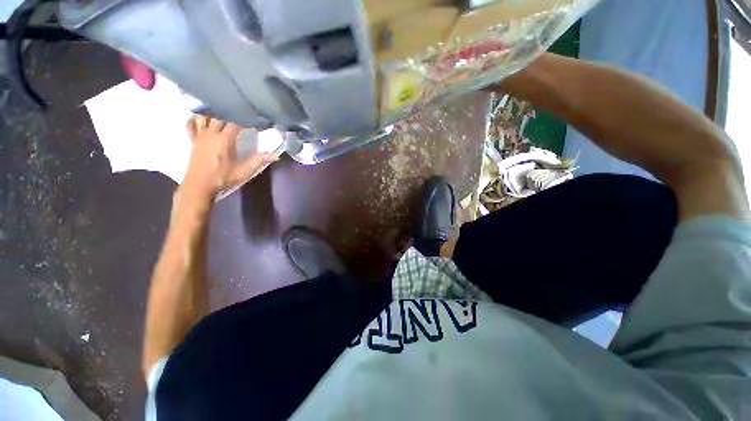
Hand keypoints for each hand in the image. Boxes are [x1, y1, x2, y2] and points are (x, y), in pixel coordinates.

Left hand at [181, 116, 277, 202]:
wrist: (199, 185)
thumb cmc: (223, 177)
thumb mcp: (244, 171)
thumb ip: (259, 160)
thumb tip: (276, 156)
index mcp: (225, 139)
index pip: (236, 122)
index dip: (246, 121)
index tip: (254, 123)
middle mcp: (211, 133)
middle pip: (220, 115)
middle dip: (231, 114)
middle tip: (240, 116)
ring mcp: (200, 135)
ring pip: (205, 116)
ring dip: (214, 114)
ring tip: (224, 114)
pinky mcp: (194, 139)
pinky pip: (193, 124)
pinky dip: (198, 119)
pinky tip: (203, 119)